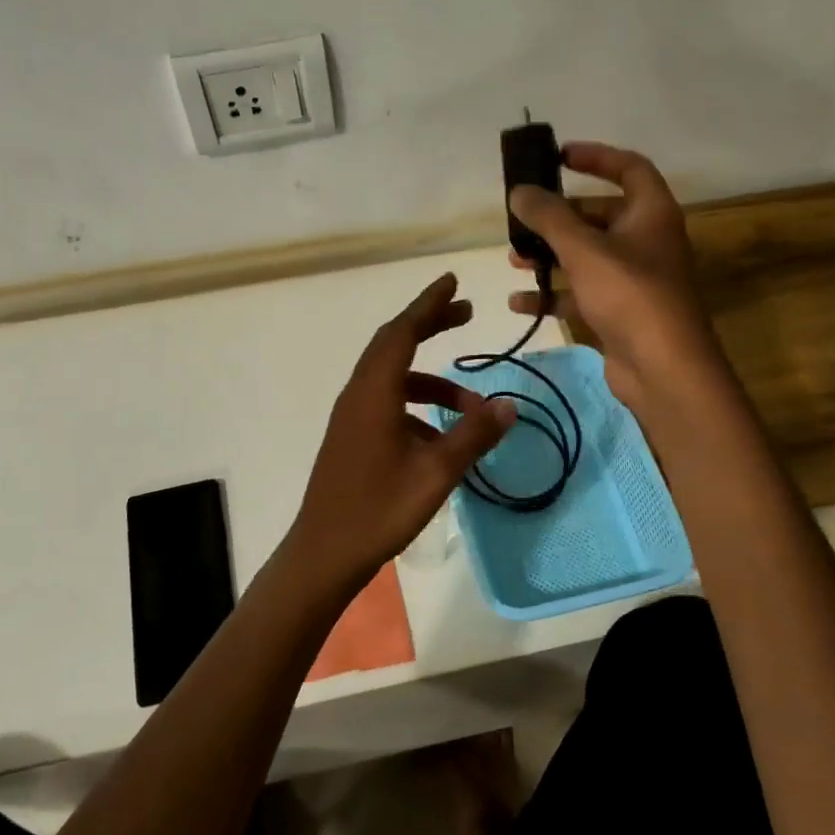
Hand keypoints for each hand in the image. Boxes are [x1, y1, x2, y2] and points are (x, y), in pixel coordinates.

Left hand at [285, 274, 515, 593]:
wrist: (325, 552)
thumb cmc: (379, 509)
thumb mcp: (435, 473)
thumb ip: (473, 435)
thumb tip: (509, 405)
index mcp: (374, 393)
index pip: (402, 332)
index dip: (428, 304)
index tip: (452, 282)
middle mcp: (358, 395)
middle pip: (394, 344)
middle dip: (430, 325)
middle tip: (466, 314)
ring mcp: (351, 417)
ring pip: (393, 378)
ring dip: (431, 381)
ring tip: (472, 404)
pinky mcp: (351, 437)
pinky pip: (386, 403)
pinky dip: (416, 405)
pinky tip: (440, 436)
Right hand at [507, 141, 723, 413]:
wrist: (663, 369)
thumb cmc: (629, 295)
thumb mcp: (584, 249)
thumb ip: (549, 217)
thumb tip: (519, 191)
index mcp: (651, 213)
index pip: (629, 167)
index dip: (596, 157)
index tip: (558, 156)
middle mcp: (646, 241)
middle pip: (599, 215)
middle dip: (559, 217)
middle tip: (523, 217)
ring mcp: (633, 279)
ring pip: (586, 256)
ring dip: (550, 256)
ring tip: (514, 259)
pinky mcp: (619, 312)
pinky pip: (581, 294)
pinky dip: (553, 295)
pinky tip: (520, 302)